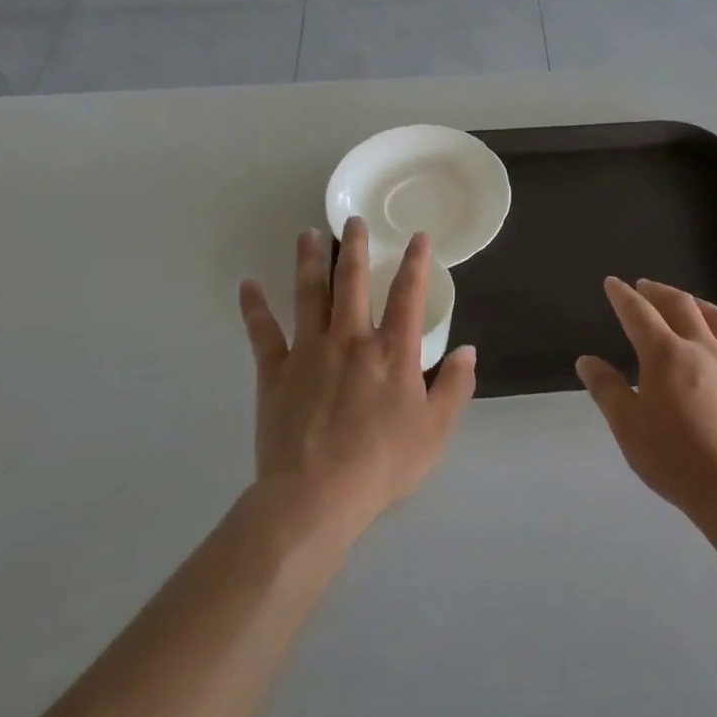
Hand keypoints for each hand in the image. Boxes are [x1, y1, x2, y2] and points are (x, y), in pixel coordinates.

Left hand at [239, 217, 475, 540]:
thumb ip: (454, 387)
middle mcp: (350, 339)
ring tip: (307, 234)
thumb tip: (469, 350)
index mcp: (392, 351)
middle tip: (353, 220)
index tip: (416, 237)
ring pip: (308, 294)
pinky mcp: (274, 371)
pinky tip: (247, 285)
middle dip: (354, 247)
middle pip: (351, 282)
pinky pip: (262, 333)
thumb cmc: (382, 464)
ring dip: (308, 261)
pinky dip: (254, 308)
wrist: (316, 495)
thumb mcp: (435, 431)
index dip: (414, 263)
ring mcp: (308, 351)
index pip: (407, 295)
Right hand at [577, 277, 716, 521]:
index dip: (623, 296)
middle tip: (644, 286)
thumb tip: (587, 361)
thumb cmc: (674, 458)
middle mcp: (701, 347)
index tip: (613, 283)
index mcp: (665, 354)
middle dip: (658, 291)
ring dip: (694, 302)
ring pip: (715, 317)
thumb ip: (607, 389)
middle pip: (679, 304)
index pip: (639, 313)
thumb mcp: (628, 426)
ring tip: (684, 303)